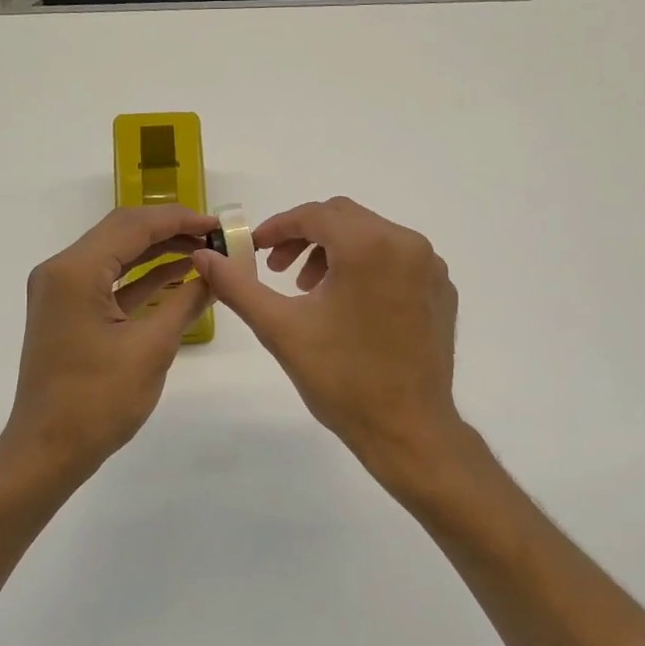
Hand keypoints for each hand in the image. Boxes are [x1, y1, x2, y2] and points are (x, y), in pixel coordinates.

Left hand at [0, 205, 215, 483]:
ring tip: (204, 252)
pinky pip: (110, 281)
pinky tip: (178, 275)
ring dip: (158, 251)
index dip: (179, 220)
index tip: (218, 224)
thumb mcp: (152, 348)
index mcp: (75, 271)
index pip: (133, 225)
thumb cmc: (98, 401)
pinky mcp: (69, 311)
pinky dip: (143, 277)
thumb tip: (218, 272)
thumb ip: (187, 301)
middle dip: (170, 230)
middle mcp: (62, 270)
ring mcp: (62, 291)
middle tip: (214, 236)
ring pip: (117, 254)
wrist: (48, 450)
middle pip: (122, 232)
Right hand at [192, 197, 465, 487]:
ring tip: (311, 291)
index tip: (254, 250)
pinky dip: (366, 267)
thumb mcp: (280, 328)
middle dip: (305, 238)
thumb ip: (237, 285)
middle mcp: (407, 244)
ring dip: (334, 252)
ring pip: (371, 236)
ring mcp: (430, 267)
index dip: (278, 228)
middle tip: (279, 271)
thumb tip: (203, 255)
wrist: (408, 430)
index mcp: (370, 246)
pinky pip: (397, 259)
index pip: (314, 215)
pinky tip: (350, 306)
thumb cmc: (342, 379)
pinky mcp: (441, 289)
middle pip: (344, 218)